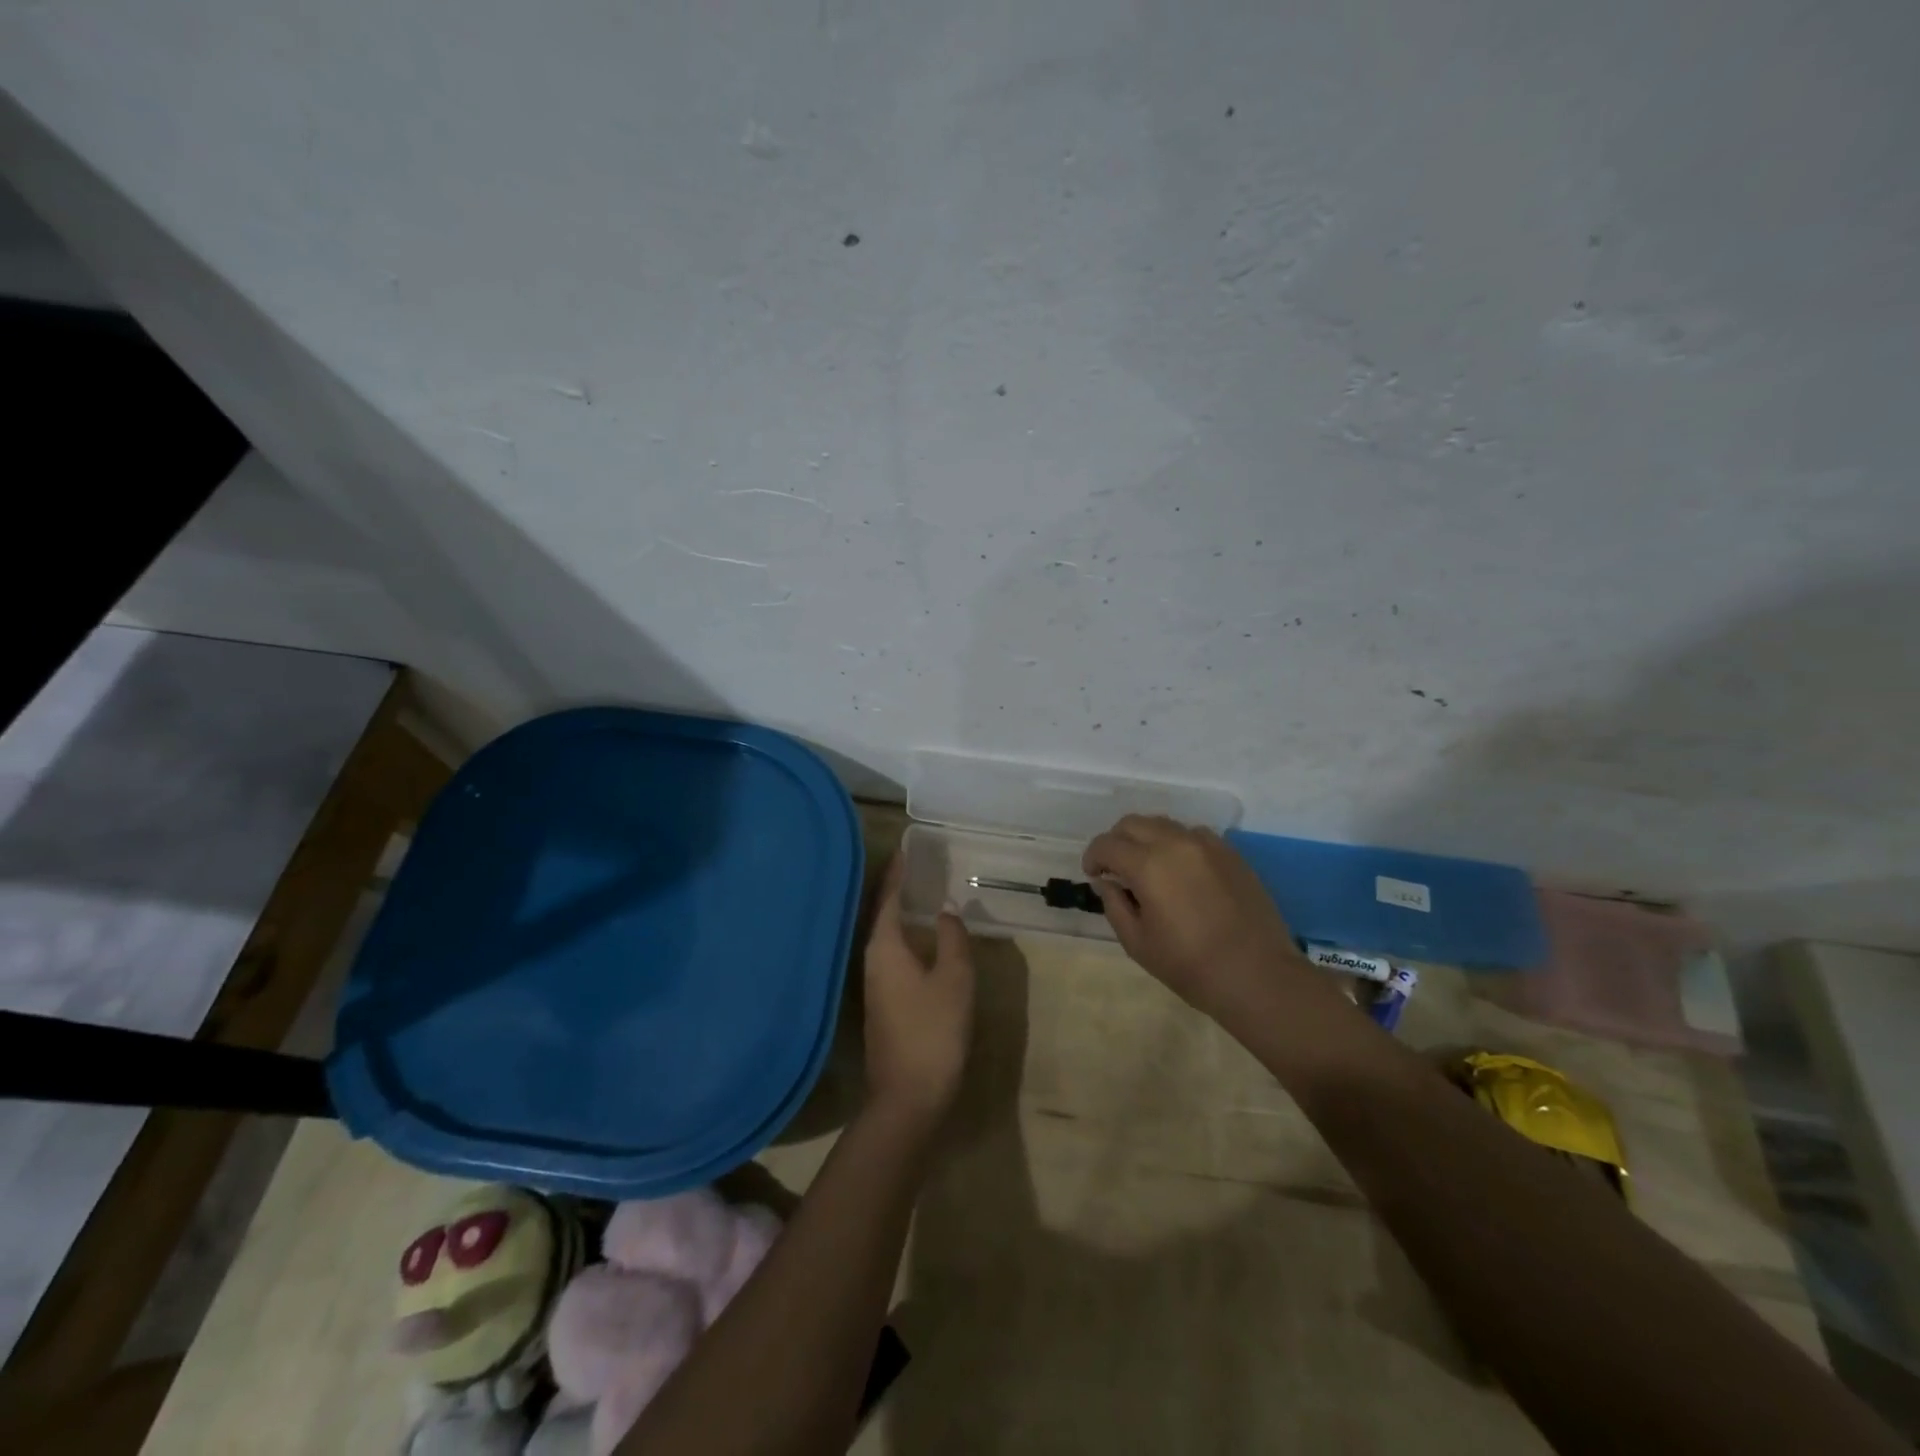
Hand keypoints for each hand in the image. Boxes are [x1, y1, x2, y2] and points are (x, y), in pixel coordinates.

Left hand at [861, 854, 975, 1125]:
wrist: (908, 1097)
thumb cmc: (933, 1030)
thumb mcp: (954, 979)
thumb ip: (952, 938)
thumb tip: (946, 909)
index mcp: (884, 947)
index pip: (887, 897)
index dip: (897, 872)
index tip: (905, 847)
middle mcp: (872, 960)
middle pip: (881, 913)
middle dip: (896, 888)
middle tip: (916, 864)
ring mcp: (874, 984)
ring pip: (886, 936)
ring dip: (899, 912)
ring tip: (920, 892)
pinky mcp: (883, 1003)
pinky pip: (892, 954)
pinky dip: (904, 935)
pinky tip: (921, 938)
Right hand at [1083, 815, 1301, 1008]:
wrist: (1258, 976)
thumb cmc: (1190, 966)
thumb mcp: (1138, 943)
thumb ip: (1115, 905)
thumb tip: (1106, 882)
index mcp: (1148, 865)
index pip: (1107, 844)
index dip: (1093, 857)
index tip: (1093, 875)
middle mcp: (1176, 843)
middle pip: (1133, 823)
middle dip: (1116, 841)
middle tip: (1115, 869)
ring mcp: (1207, 844)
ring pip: (1164, 824)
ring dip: (1146, 839)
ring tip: (1148, 868)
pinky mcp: (1230, 853)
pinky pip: (1193, 835)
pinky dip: (1176, 844)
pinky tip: (1181, 871)